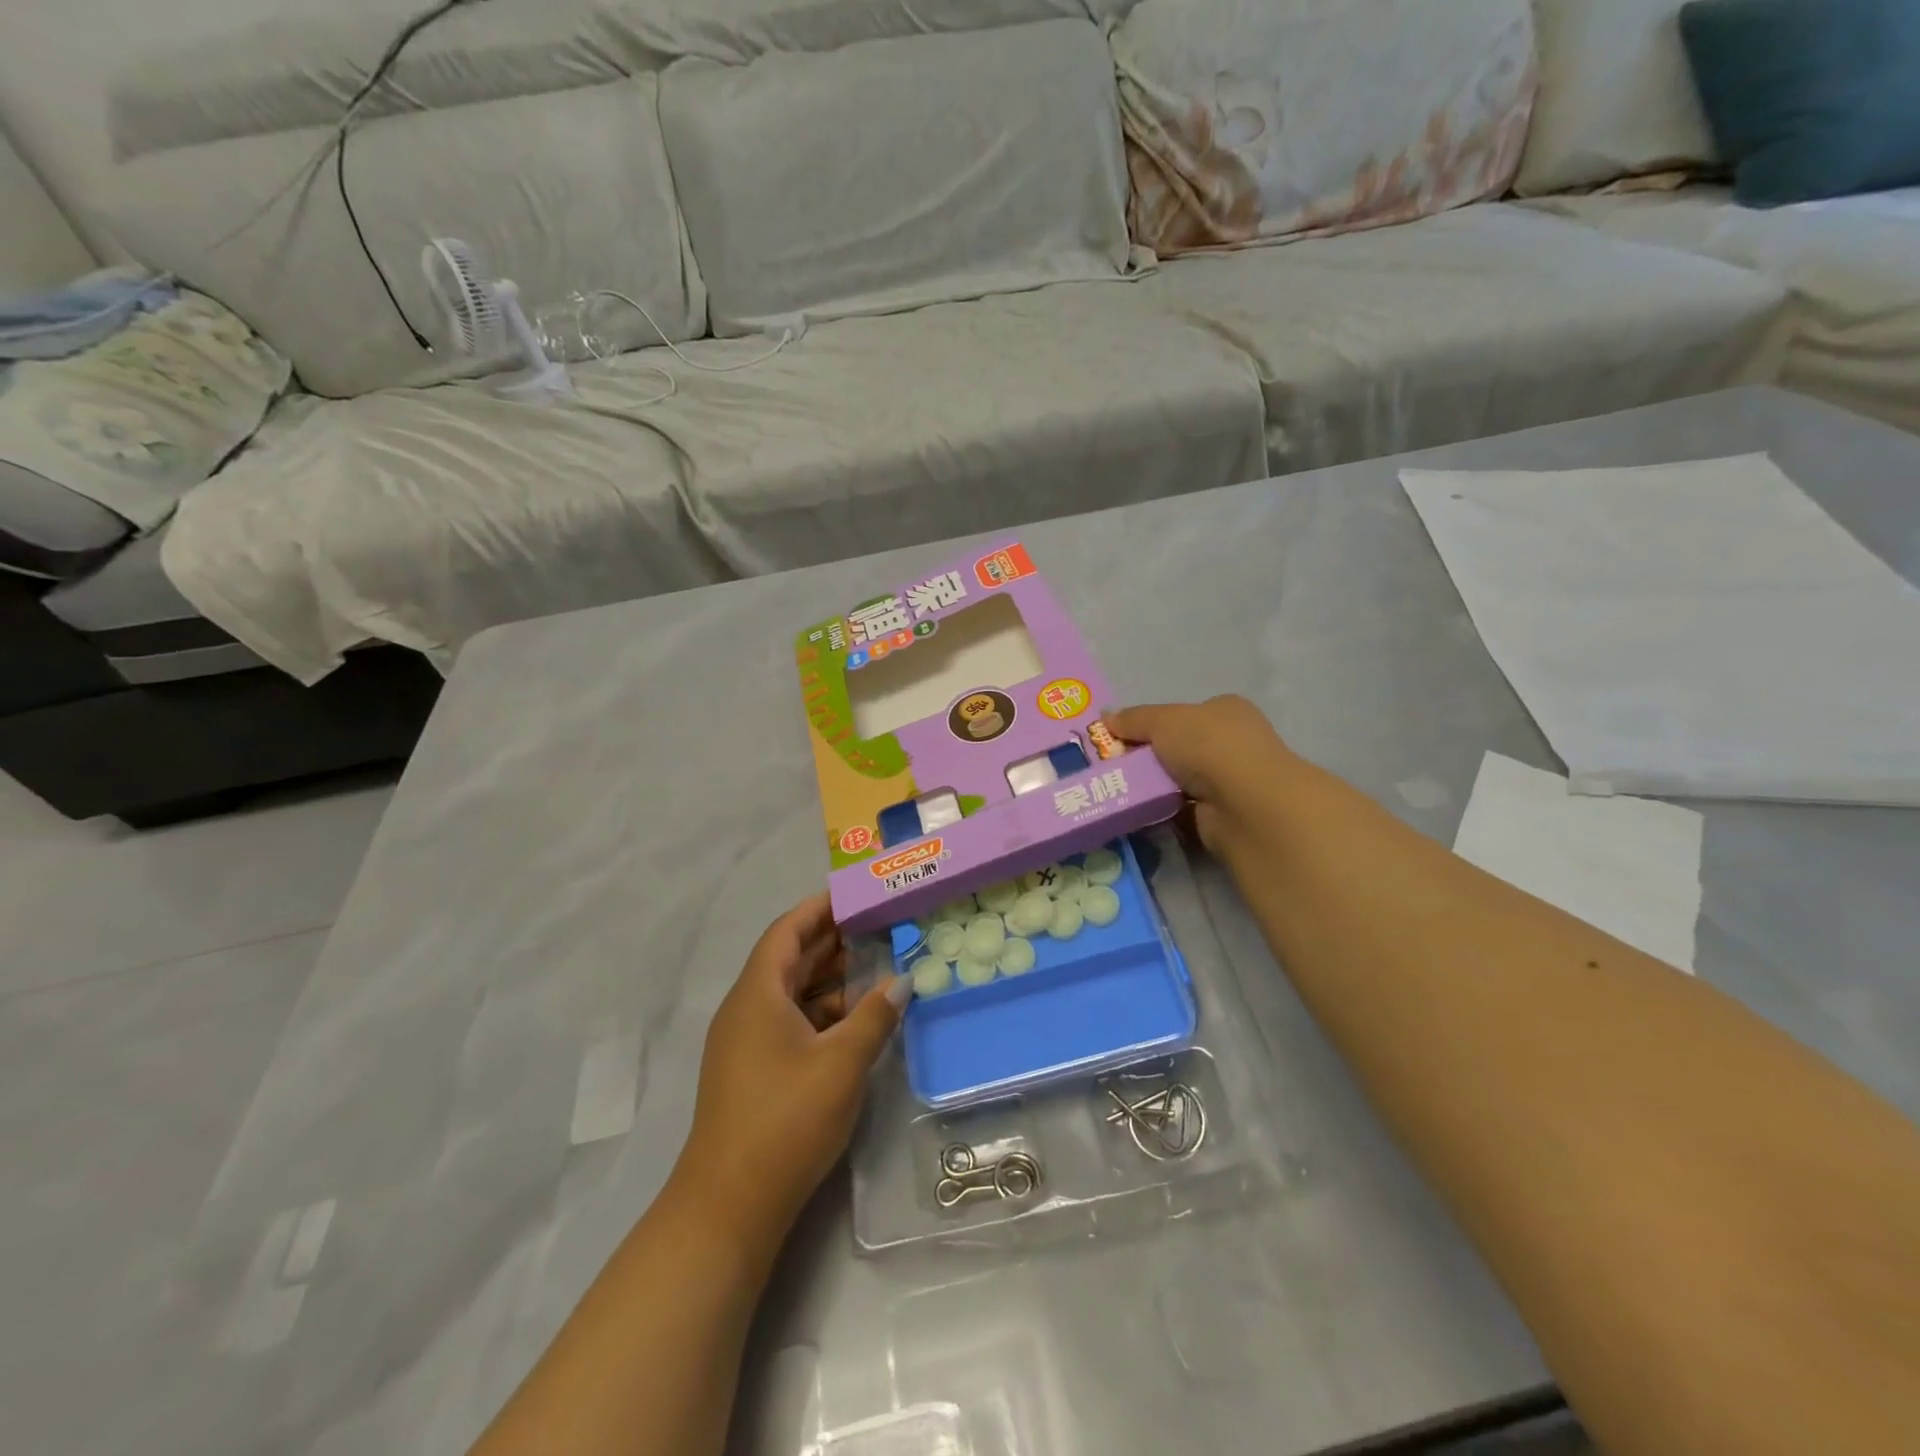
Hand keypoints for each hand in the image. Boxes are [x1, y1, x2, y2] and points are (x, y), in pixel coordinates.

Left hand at [674, 893, 908, 1253]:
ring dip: (830, 980)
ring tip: (876, 968)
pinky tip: (855, 1020)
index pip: (788, 931)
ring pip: (791, 993)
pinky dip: (821, 1013)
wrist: (729, 1206)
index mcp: (758, 994)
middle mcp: (747, 1009)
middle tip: (878, 927)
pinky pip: (789, 1023)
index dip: (819, 909)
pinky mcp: (753, 1071)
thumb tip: (901, 982)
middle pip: (789, 960)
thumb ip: (874, 1016)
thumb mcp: (842, 1063)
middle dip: (832, 941)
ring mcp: (746, 1043)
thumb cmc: (786, 1119)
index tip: (854, 895)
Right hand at [1105, 696, 1297, 853]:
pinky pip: (1182, 810)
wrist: (1243, 803)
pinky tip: (1140, 813)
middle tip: (1114, 767)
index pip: (1184, 714)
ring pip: (1180, 781)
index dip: (1153, 724)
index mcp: (1225, 711)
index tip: (1122, 738)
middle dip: (1150, 758)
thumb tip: (1105, 717)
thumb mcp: (1163, 721)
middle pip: (1180, 748)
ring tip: (1119, 791)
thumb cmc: (1207, 746)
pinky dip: (1163, 811)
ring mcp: (1231, 781)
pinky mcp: (1223, 815)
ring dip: (1155, 787)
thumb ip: (1133, 719)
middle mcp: (1232, 743)